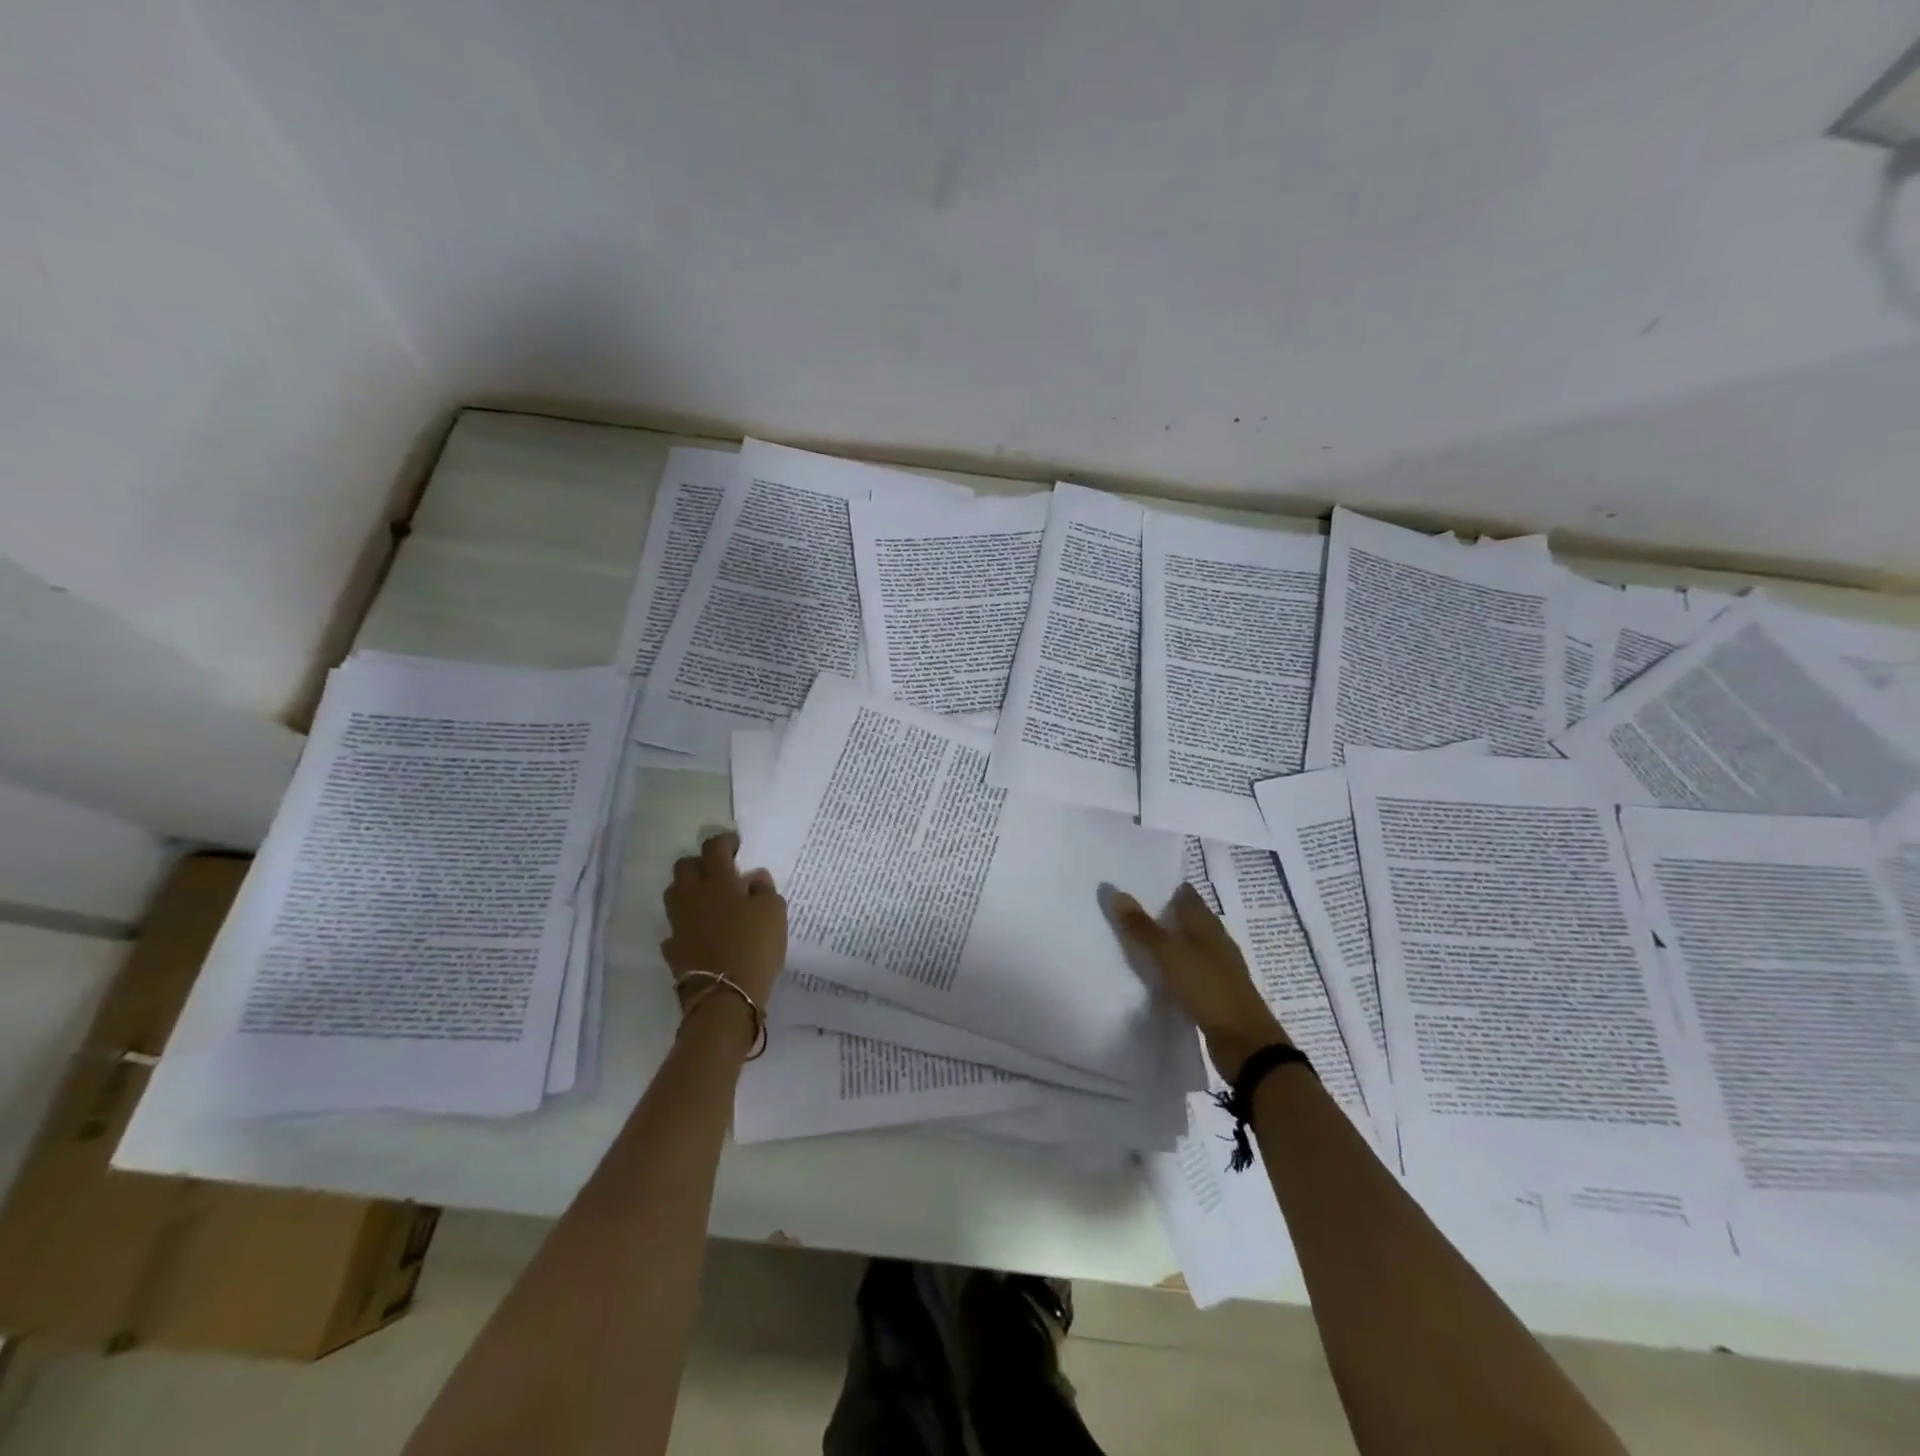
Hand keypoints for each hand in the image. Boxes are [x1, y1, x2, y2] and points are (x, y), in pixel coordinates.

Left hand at [661, 832, 787, 1006]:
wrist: (725, 996)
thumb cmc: (754, 946)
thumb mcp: (774, 912)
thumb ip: (765, 890)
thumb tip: (755, 877)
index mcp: (717, 882)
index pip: (714, 848)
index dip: (725, 841)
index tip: (736, 845)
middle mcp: (692, 897)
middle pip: (684, 867)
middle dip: (700, 863)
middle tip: (720, 871)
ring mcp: (678, 923)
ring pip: (675, 895)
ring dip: (689, 891)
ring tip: (710, 900)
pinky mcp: (673, 949)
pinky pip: (676, 928)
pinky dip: (687, 926)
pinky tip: (701, 933)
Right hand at [1111, 883, 1288, 1081]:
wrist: (1245, 1043)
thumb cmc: (1208, 988)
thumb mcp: (1170, 954)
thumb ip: (1142, 927)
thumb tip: (1115, 891)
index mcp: (1208, 925)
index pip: (1186, 895)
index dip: (1165, 887)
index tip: (1137, 884)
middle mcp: (1216, 941)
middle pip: (1188, 919)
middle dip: (1163, 914)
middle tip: (1128, 911)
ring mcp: (1218, 968)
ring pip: (1189, 946)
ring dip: (1168, 942)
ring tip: (1136, 940)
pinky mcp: (1215, 993)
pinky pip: (1189, 971)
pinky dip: (1173, 967)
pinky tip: (1157, 974)